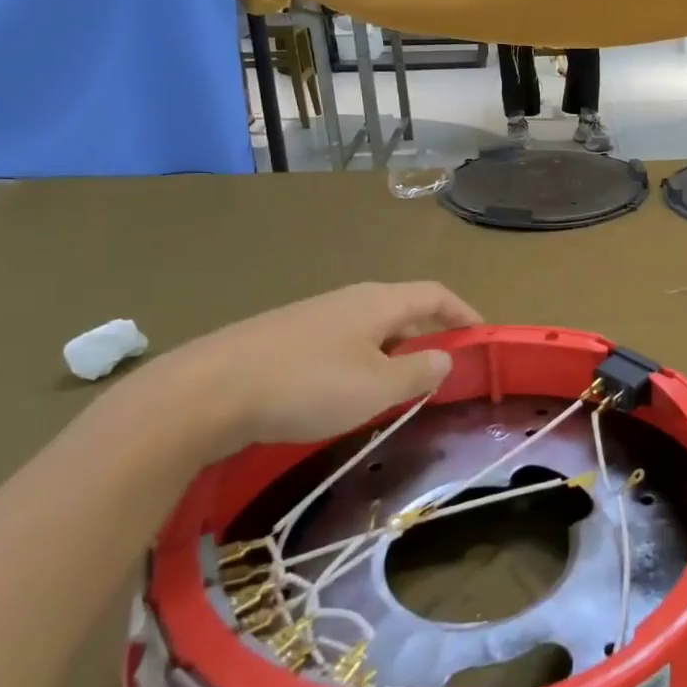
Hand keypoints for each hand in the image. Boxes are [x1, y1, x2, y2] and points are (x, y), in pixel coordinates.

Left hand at [143, 282, 481, 455]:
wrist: (205, 392)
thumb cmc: (307, 386)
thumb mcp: (377, 388)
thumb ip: (418, 373)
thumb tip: (444, 357)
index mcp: (378, 302)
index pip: (434, 295)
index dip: (463, 312)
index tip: (481, 336)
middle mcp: (347, 299)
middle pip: (401, 309)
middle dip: (428, 335)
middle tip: (442, 370)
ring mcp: (311, 316)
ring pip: (368, 328)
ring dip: (392, 352)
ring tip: (397, 387)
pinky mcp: (282, 338)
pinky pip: (339, 342)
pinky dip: (360, 360)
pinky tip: (345, 392)